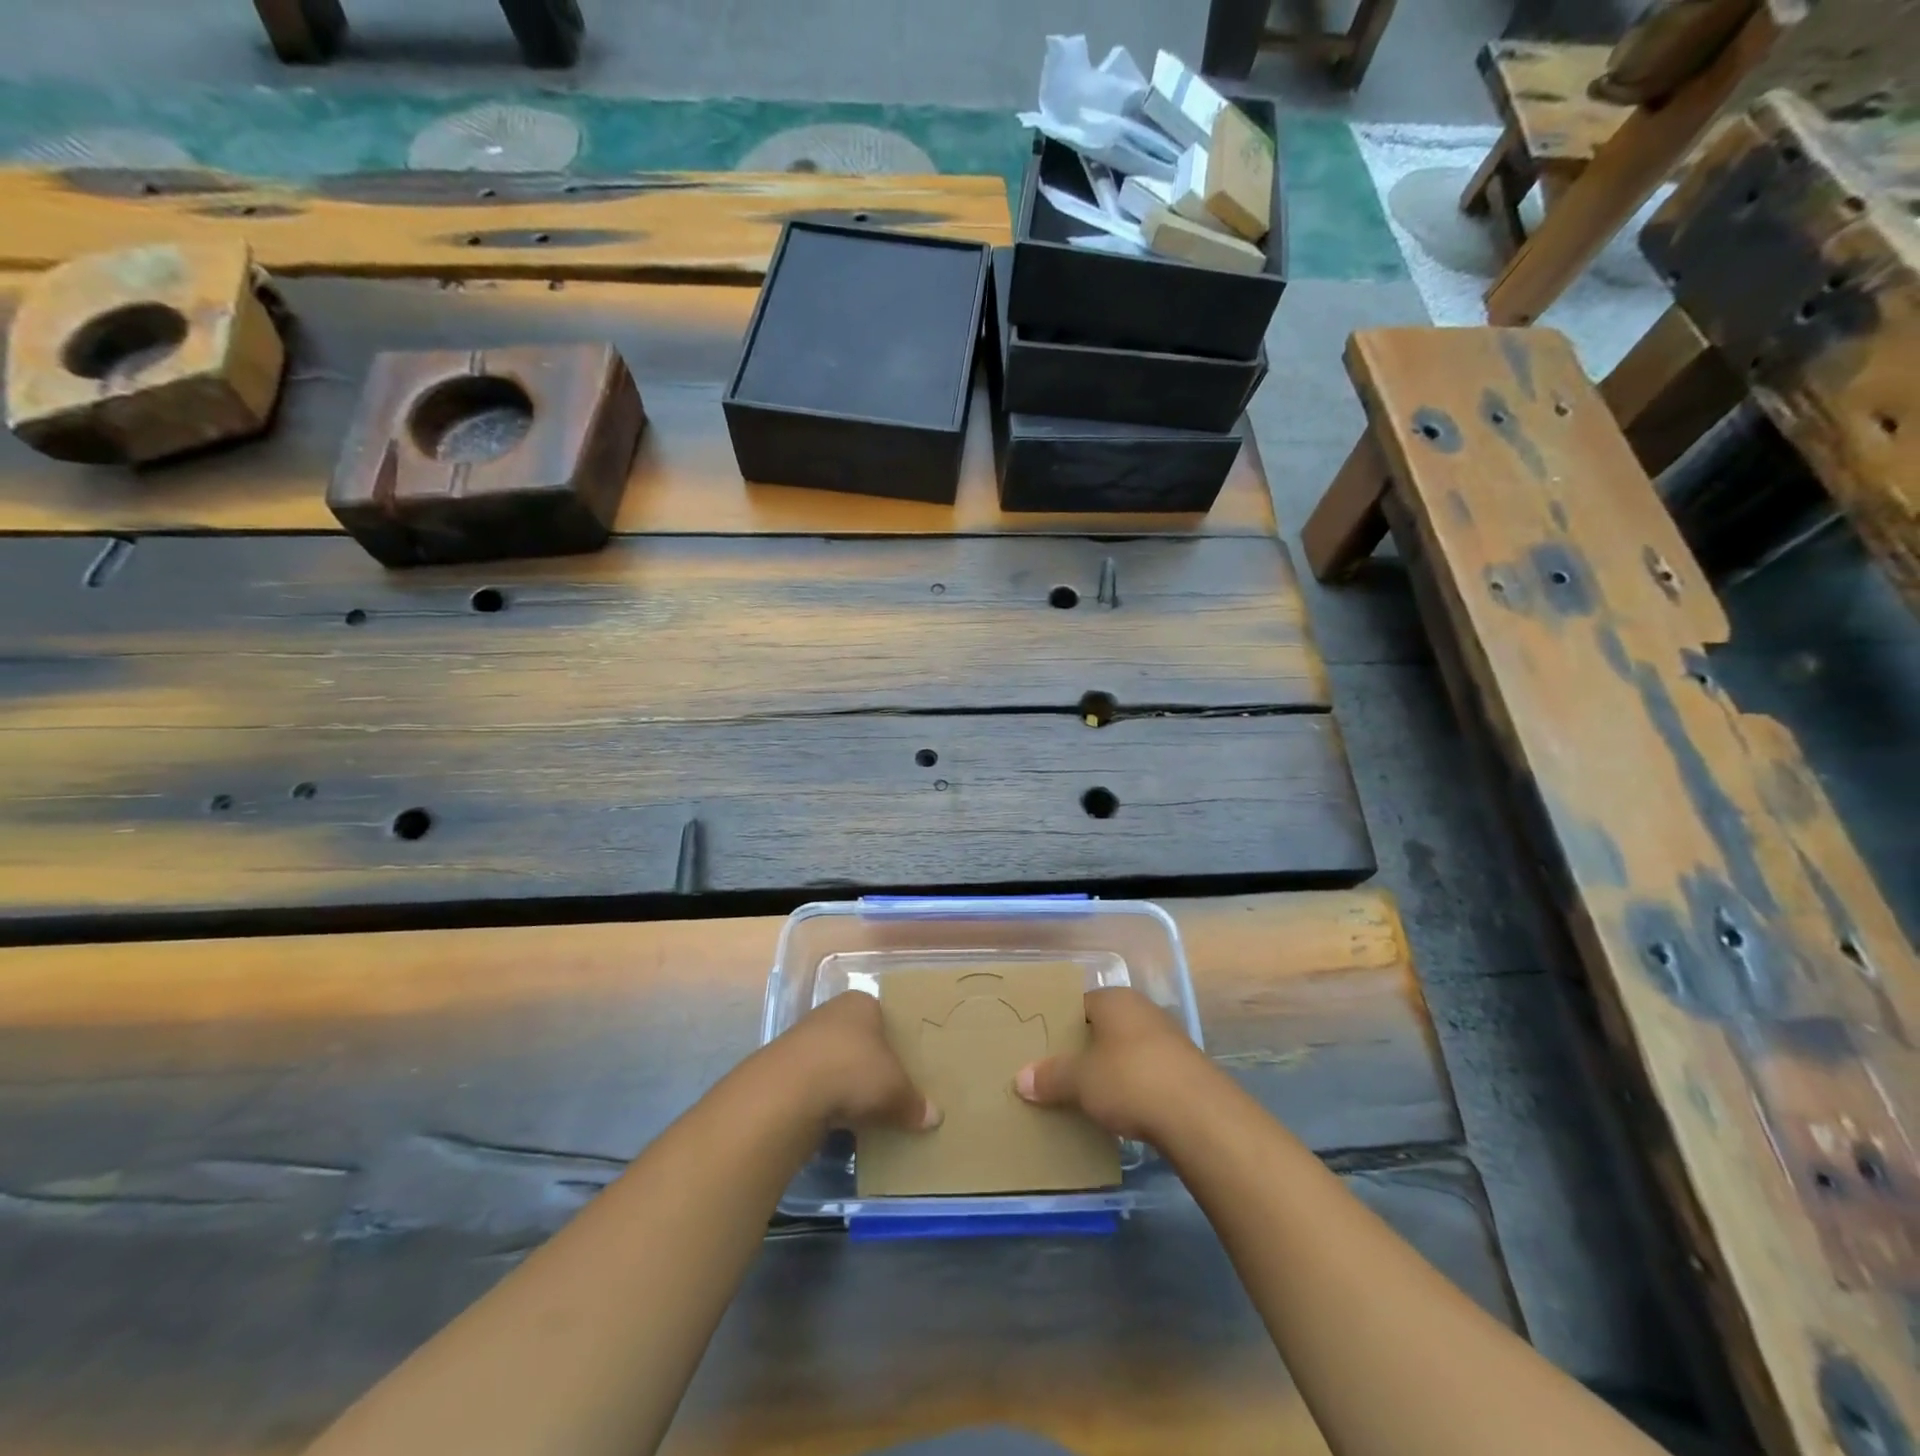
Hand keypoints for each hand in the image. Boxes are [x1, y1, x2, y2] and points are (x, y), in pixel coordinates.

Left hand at [777, 990, 940, 1133]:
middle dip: (869, 1062)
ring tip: (864, 1109)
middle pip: (858, 1038)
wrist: (789, 1092)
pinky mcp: (784, 1069)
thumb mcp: (895, 1089)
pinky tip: (836, 1119)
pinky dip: (825, 1099)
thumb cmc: (853, 1070)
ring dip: (845, 1083)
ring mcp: (803, 1039)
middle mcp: (831, 1012)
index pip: (883, 1015)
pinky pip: (815, 1084)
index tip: (905, 1064)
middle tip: (888, 1088)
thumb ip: (914, 1102)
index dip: (895, 1039)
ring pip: (834, 1061)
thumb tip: (934, 1117)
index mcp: (861, 1003)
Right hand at [1014, 986, 1216, 1141]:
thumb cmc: (1130, 1080)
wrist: (1200, 1116)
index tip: (1040, 1047)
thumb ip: (1051, 1077)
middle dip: (1082, 1049)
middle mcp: (1142, 1011)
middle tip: (1056, 1073)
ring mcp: (1167, 1040)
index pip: (1079, 1003)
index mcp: (1115, 1000)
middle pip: (1103, 1027)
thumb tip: (1021, 1078)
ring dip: (1108, 1071)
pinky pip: (1145, 1074)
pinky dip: (1131, 1088)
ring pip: (1125, 1051)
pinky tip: (1119, 1112)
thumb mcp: (1081, 1081)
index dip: (1060, 1024)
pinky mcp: (1184, 1072)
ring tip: (1083, 1096)